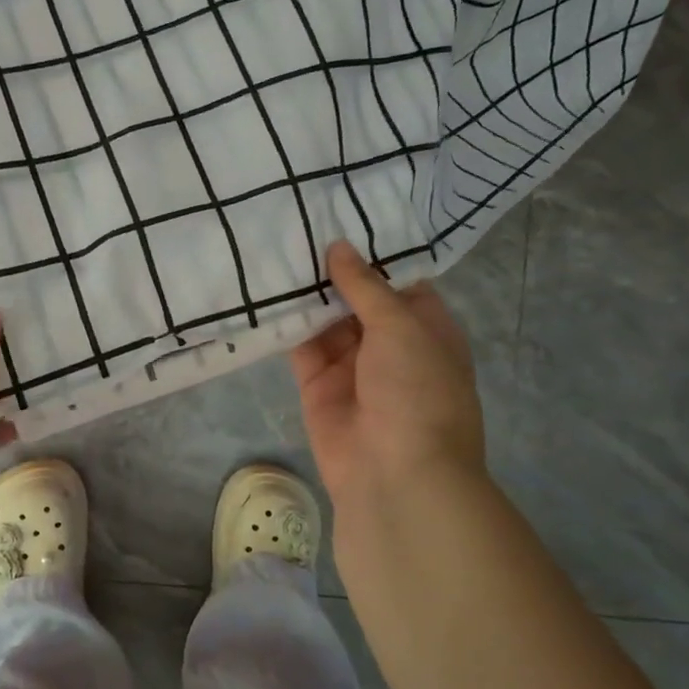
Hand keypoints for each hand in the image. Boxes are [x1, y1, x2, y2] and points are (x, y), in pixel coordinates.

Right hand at [290, 241, 485, 529]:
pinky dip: (285, 323)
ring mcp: (351, 364)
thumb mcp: (401, 328)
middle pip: (356, 297)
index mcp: (425, 328)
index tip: (339, 214)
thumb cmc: (416, 392)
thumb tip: (339, 247)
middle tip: (294, 223)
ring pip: (324, 318)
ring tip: (274, 248)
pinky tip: (263, 290)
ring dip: (305, 291)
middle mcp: (389, 343)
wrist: (395, 475)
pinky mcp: (317, 383)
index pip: (397, 280)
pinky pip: (299, 345)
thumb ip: (366, 286)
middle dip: (331, 268)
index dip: (372, 251)